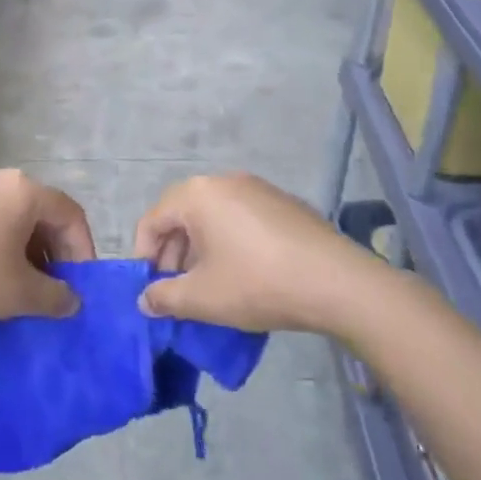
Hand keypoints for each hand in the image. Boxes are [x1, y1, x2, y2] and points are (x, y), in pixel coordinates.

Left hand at [0, 168, 94, 326]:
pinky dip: (2, 243)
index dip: (82, 249)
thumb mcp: (18, 293)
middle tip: (55, 287)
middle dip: (54, 250)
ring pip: (14, 215)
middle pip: (42, 211)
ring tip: (25, 287)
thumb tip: (72, 300)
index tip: (80, 285)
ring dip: (28, 249)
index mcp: (23, 190)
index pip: (70, 213)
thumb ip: (55, 296)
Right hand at [132, 173, 367, 332]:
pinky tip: (245, 274)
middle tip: (178, 290)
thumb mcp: (203, 298)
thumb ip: (165, 297)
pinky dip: (230, 241)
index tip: (151, 289)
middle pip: (181, 214)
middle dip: (173, 254)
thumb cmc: (257, 283)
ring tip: (210, 285)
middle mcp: (223, 181)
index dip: (144, 257)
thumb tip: (145, 299)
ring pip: (212, 216)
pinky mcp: (282, 202)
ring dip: (201, 249)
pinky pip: (240, 218)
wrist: (336, 282)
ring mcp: (256, 188)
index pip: (152, 220)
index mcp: (196, 195)